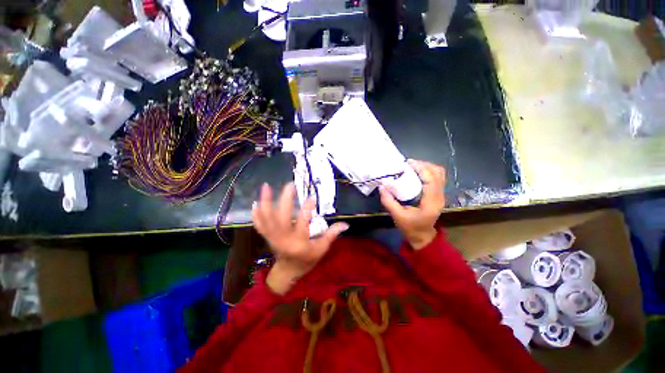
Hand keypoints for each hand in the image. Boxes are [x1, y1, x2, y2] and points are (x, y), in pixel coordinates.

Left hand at [252, 183, 348, 294]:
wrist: (288, 272)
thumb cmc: (307, 260)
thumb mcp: (321, 249)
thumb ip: (331, 235)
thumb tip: (345, 224)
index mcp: (299, 242)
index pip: (303, 222)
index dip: (307, 208)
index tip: (312, 196)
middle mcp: (284, 239)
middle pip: (282, 217)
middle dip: (285, 199)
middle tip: (290, 185)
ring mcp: (273, 237)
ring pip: (267, 219)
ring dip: (265, 202)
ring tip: (266, 186)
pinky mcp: (267, 237)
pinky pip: (259, 225)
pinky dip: (256, 214)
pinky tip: (255, 202)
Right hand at [379, 159, 445, 249]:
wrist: (422, 236)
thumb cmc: (410, 227)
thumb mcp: (397, 216)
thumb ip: (389, 201)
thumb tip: (381, 186)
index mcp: (431, 203)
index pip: (431, 180)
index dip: (421, 168)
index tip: (408, 163)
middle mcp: (439, 196)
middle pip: (438, 173)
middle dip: (423, 165)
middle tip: (408, 164)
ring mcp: (441, 195)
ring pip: (439, 174)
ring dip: (426, 167)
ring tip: (412, 167)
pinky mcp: (438, 194)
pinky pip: (437, 178)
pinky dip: (427, 172)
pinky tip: (416, 173)